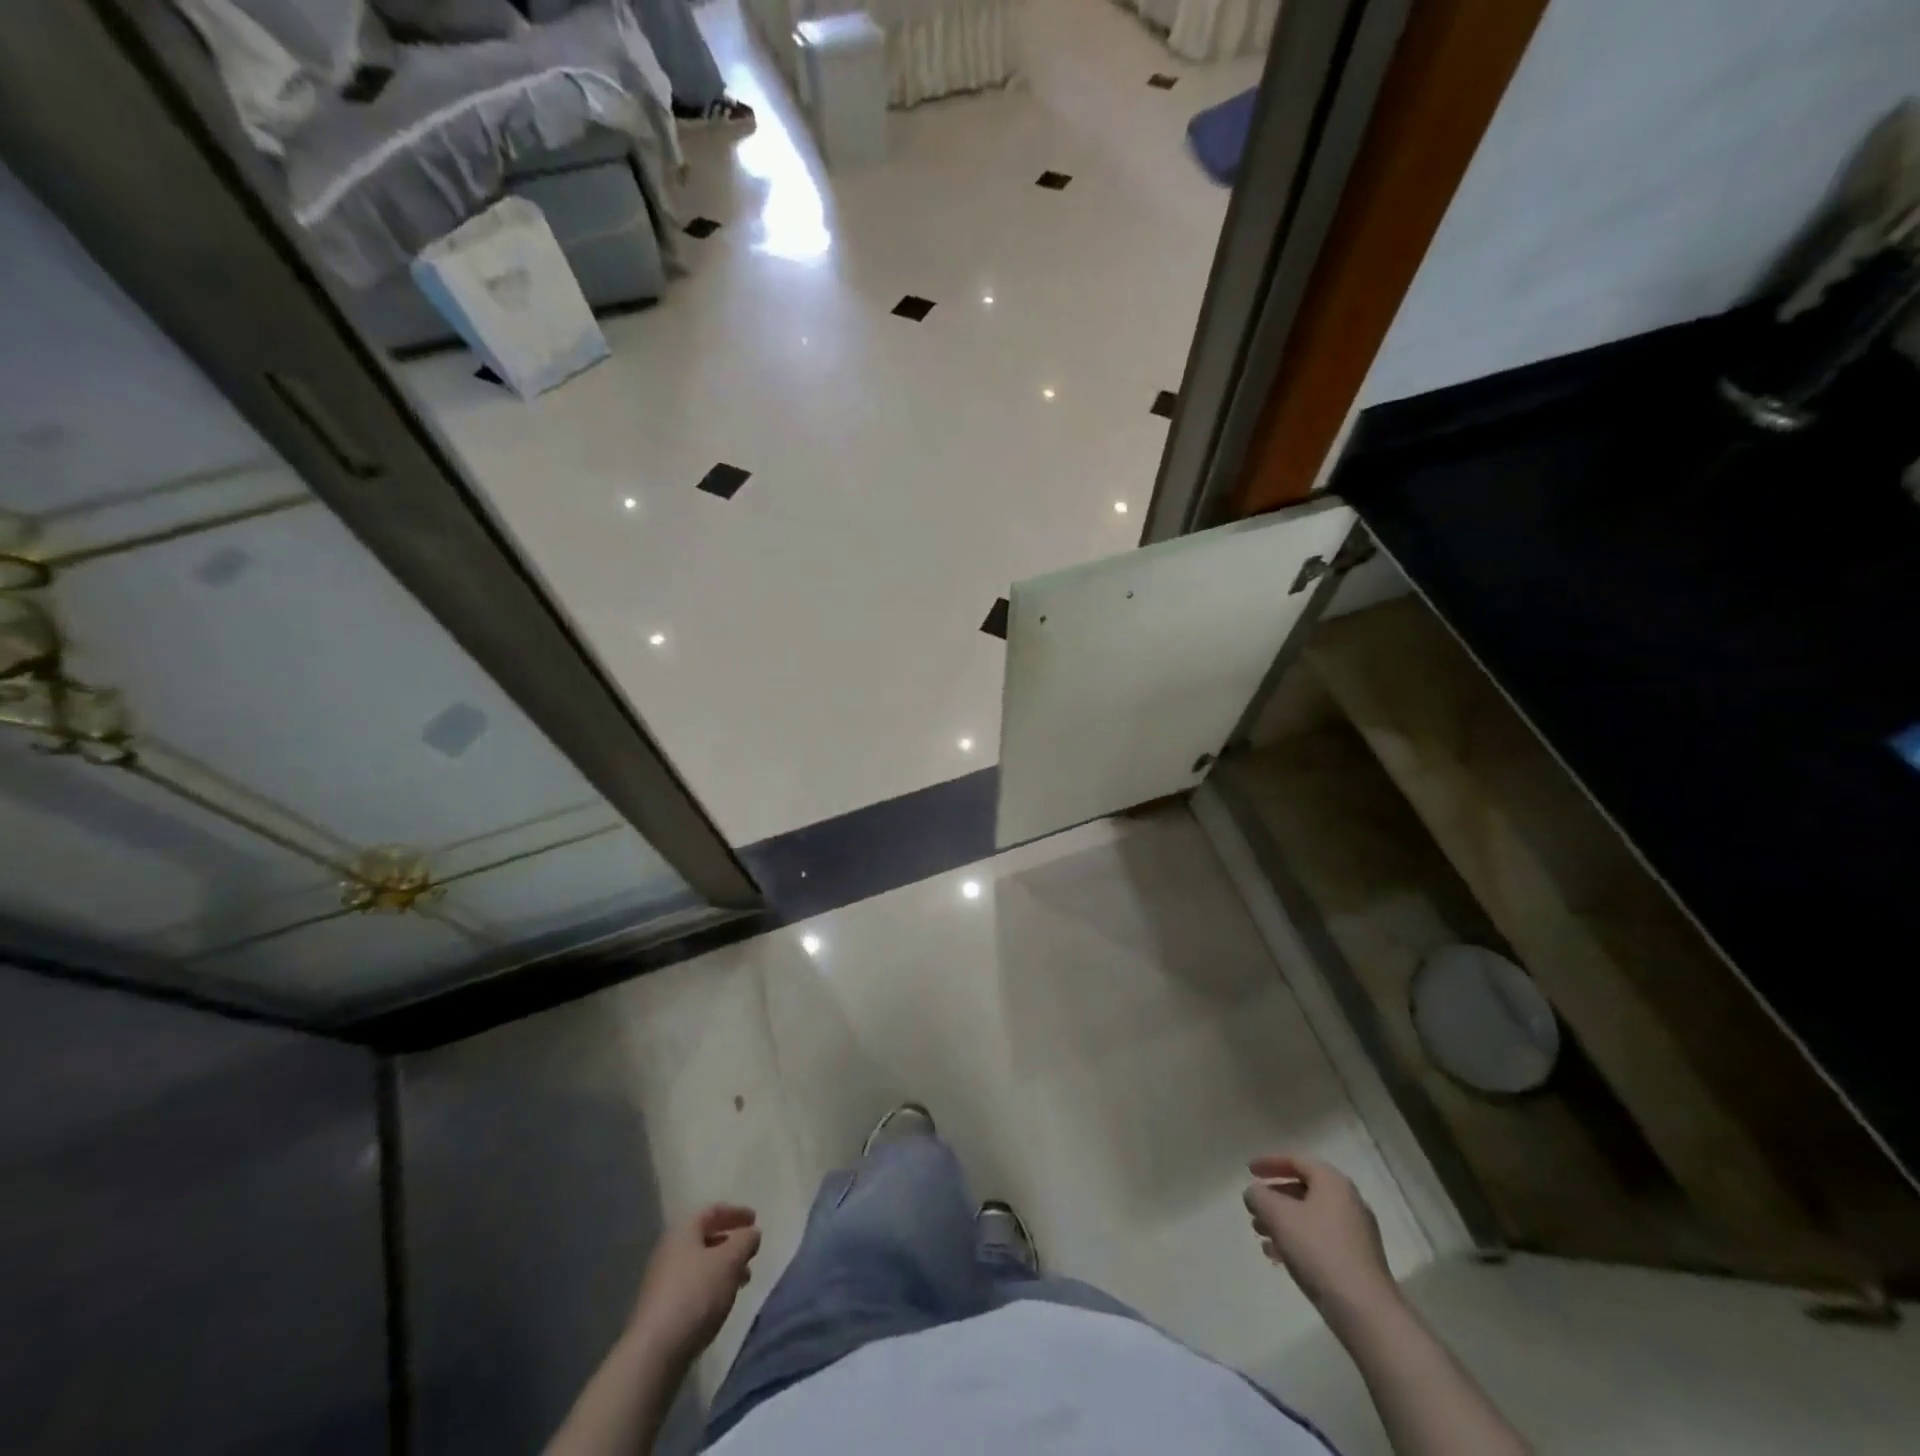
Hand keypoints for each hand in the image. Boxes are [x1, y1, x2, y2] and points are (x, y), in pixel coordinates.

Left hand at [629, 1204, 761, 1361]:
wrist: (654, 1353)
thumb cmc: (696, 1295)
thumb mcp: (730, 1261)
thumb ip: (745, 1241)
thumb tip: (751, 1233)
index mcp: (683, 1232)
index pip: (712, 1211)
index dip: (735, 1212)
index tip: (755, 1219)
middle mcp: (669, 1252)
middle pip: (705, 1238)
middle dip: (731, 1243)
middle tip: (751, 1251)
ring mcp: (662, 1282)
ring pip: (700, 1265)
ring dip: (723, 1267)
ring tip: (743, 1279)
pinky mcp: (662, 1310)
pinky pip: (693, 1287)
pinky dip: (712, 1286)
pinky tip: (722, 1302)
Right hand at [1243, 1154, 1395, 1316]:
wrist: (1366, 1312)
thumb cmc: (1319, 1251)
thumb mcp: (1278, 1215)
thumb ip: (1259, 1196)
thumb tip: (1254, 1193)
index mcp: (1332, 1182)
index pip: (1295, 1160)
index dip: (1269, 1163)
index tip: (1248, 1171)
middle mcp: (1348, 1201)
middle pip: (1303, 1189)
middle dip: (1274, 1198)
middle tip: (1254, 1208)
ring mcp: (1356, 1233)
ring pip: (1310, 1217)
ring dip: (1283, 1222)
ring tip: (1260, 1235)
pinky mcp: (1358, 1261)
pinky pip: (1320, 1240)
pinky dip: (1297, 1241)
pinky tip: (1278, 1258)